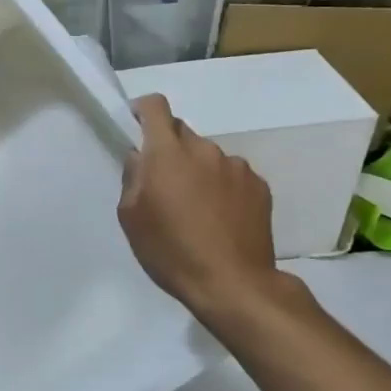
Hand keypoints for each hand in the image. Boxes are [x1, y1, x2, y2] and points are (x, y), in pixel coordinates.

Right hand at [118, 94, 300, 334]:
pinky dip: (222, 187)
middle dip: (170, 149)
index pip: (156, 107)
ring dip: (198, 170)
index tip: (136, 124)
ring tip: (196, 207)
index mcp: (168, 153)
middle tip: (164, 183)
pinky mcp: (259, 186)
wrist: (233, 283)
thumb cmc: (171, 250)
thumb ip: (132, 177)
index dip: (143, 109)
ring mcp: (237, 167)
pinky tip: (220, 218)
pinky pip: (232, 176)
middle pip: (182, 133)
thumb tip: (139, 157)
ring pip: (208, 156)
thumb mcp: (131, 217)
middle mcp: (205, 150)